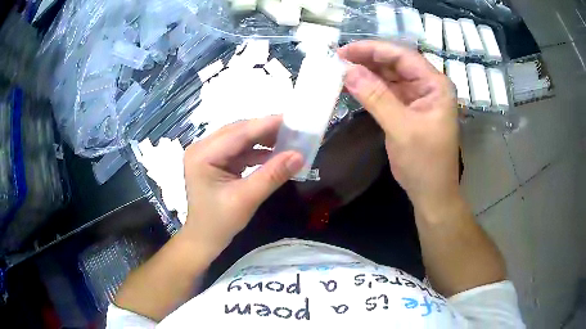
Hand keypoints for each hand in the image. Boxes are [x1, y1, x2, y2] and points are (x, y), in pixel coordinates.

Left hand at [182, 116, 303, 253]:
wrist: (204, 239)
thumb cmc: (220, 223)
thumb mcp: (247, 199)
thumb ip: (273, 175)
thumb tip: (299, 155)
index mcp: (202, 155)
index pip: (237, 134)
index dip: (265, 125)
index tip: (291, 119)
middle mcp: (202, 148)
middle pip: (237, 132)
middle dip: (265, 130)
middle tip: (293, 128)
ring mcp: (207, 154)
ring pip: (239, 139)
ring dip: (262, 140)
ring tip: (287, 139)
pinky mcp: (215, 161)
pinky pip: (239, 150)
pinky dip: (256, 151)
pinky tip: (274, 153)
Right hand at [338, 41, 459, 213]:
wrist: (431, 192)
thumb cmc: (425, 162)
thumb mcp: (402, 129)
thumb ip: (376, 98)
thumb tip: (348, 71)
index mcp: (435, 85)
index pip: (403, 56)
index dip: (373, 50)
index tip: (345, 51)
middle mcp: (428, 86)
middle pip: (395, 63)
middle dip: (368, 59)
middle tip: (338, 59)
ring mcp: (417, 97)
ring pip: (390, 76)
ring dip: (367, 72)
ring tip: (341, 69)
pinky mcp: (407, 109)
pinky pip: (387, 91)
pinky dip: (370, 88)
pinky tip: (353, 85)